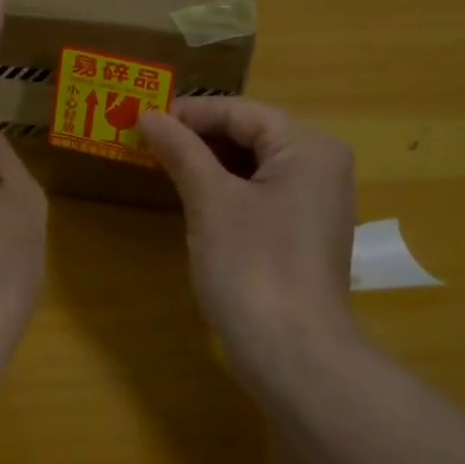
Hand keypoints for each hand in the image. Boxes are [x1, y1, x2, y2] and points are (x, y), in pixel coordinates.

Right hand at [141, 99, 363, 389]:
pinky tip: (190, 196)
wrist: (292, 352)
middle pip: (251, 135)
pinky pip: (258, 194)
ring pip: (253, 166)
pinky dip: (224, 189)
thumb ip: (181, 151)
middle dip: (198, 136)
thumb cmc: (252, 265)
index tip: (143, 116)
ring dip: (207, 162)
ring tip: (160, 161)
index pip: (242, 111)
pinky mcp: (300, 234)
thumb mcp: (210, 200)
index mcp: (308, 148)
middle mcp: (320, 168)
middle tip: (146, 138)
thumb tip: (149, 115)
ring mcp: (314, 204)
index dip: (191, 112)